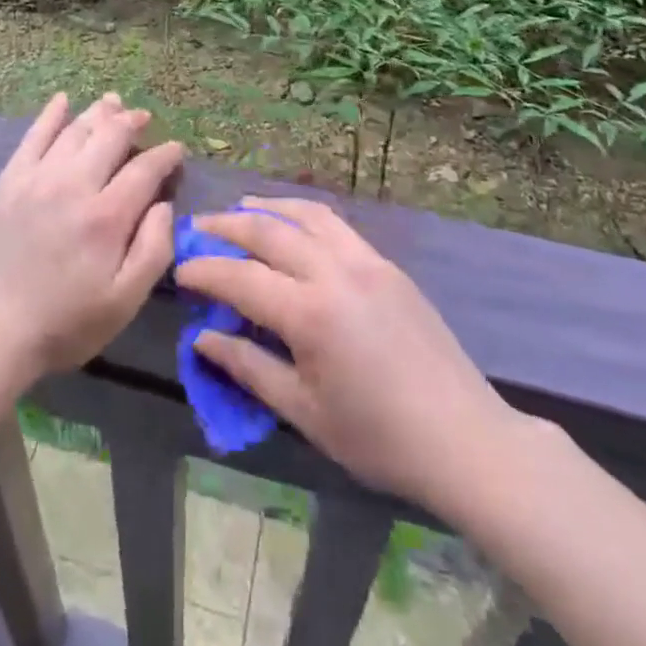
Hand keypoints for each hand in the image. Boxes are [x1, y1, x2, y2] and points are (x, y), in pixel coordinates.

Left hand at [0, 93, 181, 382]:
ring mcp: (38, 178)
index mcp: (107, 216)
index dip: (165, 155)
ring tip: (113, 103)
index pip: (145, 169)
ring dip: (98, 113)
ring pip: (75, 130)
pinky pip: (33, 136)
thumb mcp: (124, 302)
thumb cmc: (66, 324)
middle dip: (132, 122)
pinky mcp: (10, 181)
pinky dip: (50, 115)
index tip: (176, 150)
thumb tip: (163, 204)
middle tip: (144, 118)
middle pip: (110, 137)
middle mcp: (74, 184)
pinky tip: (62, 100)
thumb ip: (154, 249)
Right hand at [174, 197, 521, 515]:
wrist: (465, 438)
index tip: (180, 270)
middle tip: (200, 227)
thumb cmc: (378, 438)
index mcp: (310, 313)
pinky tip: (293, 225)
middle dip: (227, 226)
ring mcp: (365, 260)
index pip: (241, 278)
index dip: (205, 271)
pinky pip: (335, 224)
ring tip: (241, 209)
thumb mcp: (304, 413)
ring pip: (305, 214)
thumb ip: (249, 368)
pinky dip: (303, 214)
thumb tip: (202, 338)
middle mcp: (334, 272)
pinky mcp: (386, 264)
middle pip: (268, 231)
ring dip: (267, 207)